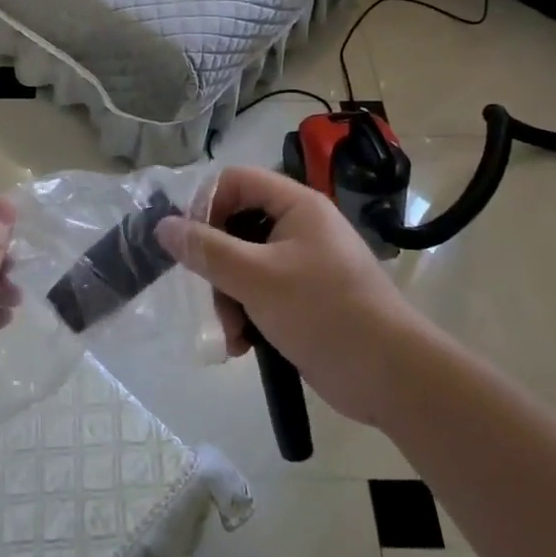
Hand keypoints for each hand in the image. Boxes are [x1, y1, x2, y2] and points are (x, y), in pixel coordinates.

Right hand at [158, 167, 428, 426]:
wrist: (391, 376)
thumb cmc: (324, 312)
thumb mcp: (257, 278)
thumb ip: (207, 250)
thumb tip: (163, 225)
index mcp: (296, 205)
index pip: (236, 180)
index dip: (206, 204)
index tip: (188, 242)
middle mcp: (299, 226)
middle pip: (235, 225)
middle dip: (216, 265)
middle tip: (209, 295)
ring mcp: (302, 264)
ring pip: (243, 264)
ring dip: (228, 298)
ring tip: (232, 334)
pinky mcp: (304, 298)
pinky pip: (259, 293)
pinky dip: (246, 315)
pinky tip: (242, 345)